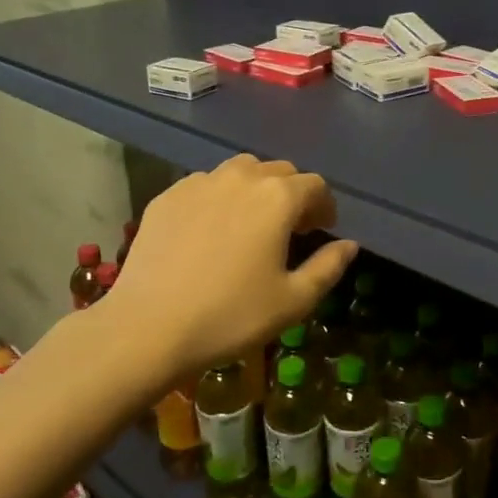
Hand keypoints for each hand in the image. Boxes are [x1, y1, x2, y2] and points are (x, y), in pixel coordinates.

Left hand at [108, 154, 357, 381]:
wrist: (149, 326)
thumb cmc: (231, 316)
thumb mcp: (293, 301)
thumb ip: (328, 267)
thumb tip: (349, 245)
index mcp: (278, 198)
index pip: (315, 185)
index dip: (324, 207)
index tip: (321, 230)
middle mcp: (241, 177)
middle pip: (279, 171)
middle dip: (293, 194)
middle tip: (290, 229)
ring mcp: (199, 182)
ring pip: (240, 172)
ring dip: (256, 190)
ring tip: (251, 223)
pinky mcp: (168, 196)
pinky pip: (205, 186)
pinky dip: (219, 199)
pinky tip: (211, 232)